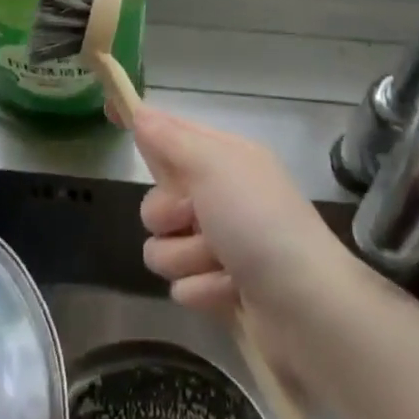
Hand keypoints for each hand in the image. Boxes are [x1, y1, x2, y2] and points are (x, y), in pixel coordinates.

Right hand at [133, 106, 355, 320]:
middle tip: (193, 219)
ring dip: (186, 259)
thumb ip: (171, 140)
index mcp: (226, 159)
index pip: (174, 133)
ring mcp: (224, 245)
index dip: (145, 127)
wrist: (307, 306)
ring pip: (165, 247)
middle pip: (159, 199)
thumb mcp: (213, 166)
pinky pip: (184, 285)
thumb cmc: (258, 222)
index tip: (112, 115)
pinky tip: (231, 292)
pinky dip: (204, 289)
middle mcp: (224, 197)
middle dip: (168, 216)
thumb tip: (140, 112)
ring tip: (220, 265)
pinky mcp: (224, 288)